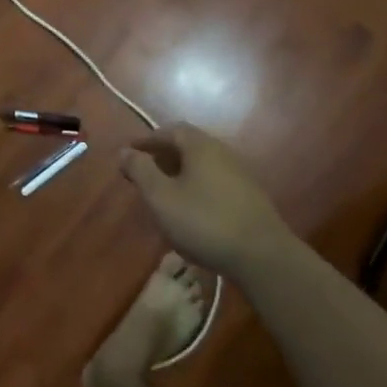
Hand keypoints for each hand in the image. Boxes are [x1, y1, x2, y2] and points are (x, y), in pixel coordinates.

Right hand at [118, 122, 286, 276]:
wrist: (262, 256)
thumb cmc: (204, 221)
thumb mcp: (161, 197)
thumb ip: (140, 171)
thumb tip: (124, 151)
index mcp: (200, 146)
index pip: (170, 130)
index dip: (147, 140)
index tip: (130, 153)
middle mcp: (222, 152)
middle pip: (188, 145)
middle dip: (163, 156)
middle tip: (144, 172)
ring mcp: (240, 174)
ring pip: (203, 165)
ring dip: (181, 172)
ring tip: (164, 192)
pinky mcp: (250, 197)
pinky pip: (215, 181)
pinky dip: (197, 186)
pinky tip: (191, 209)